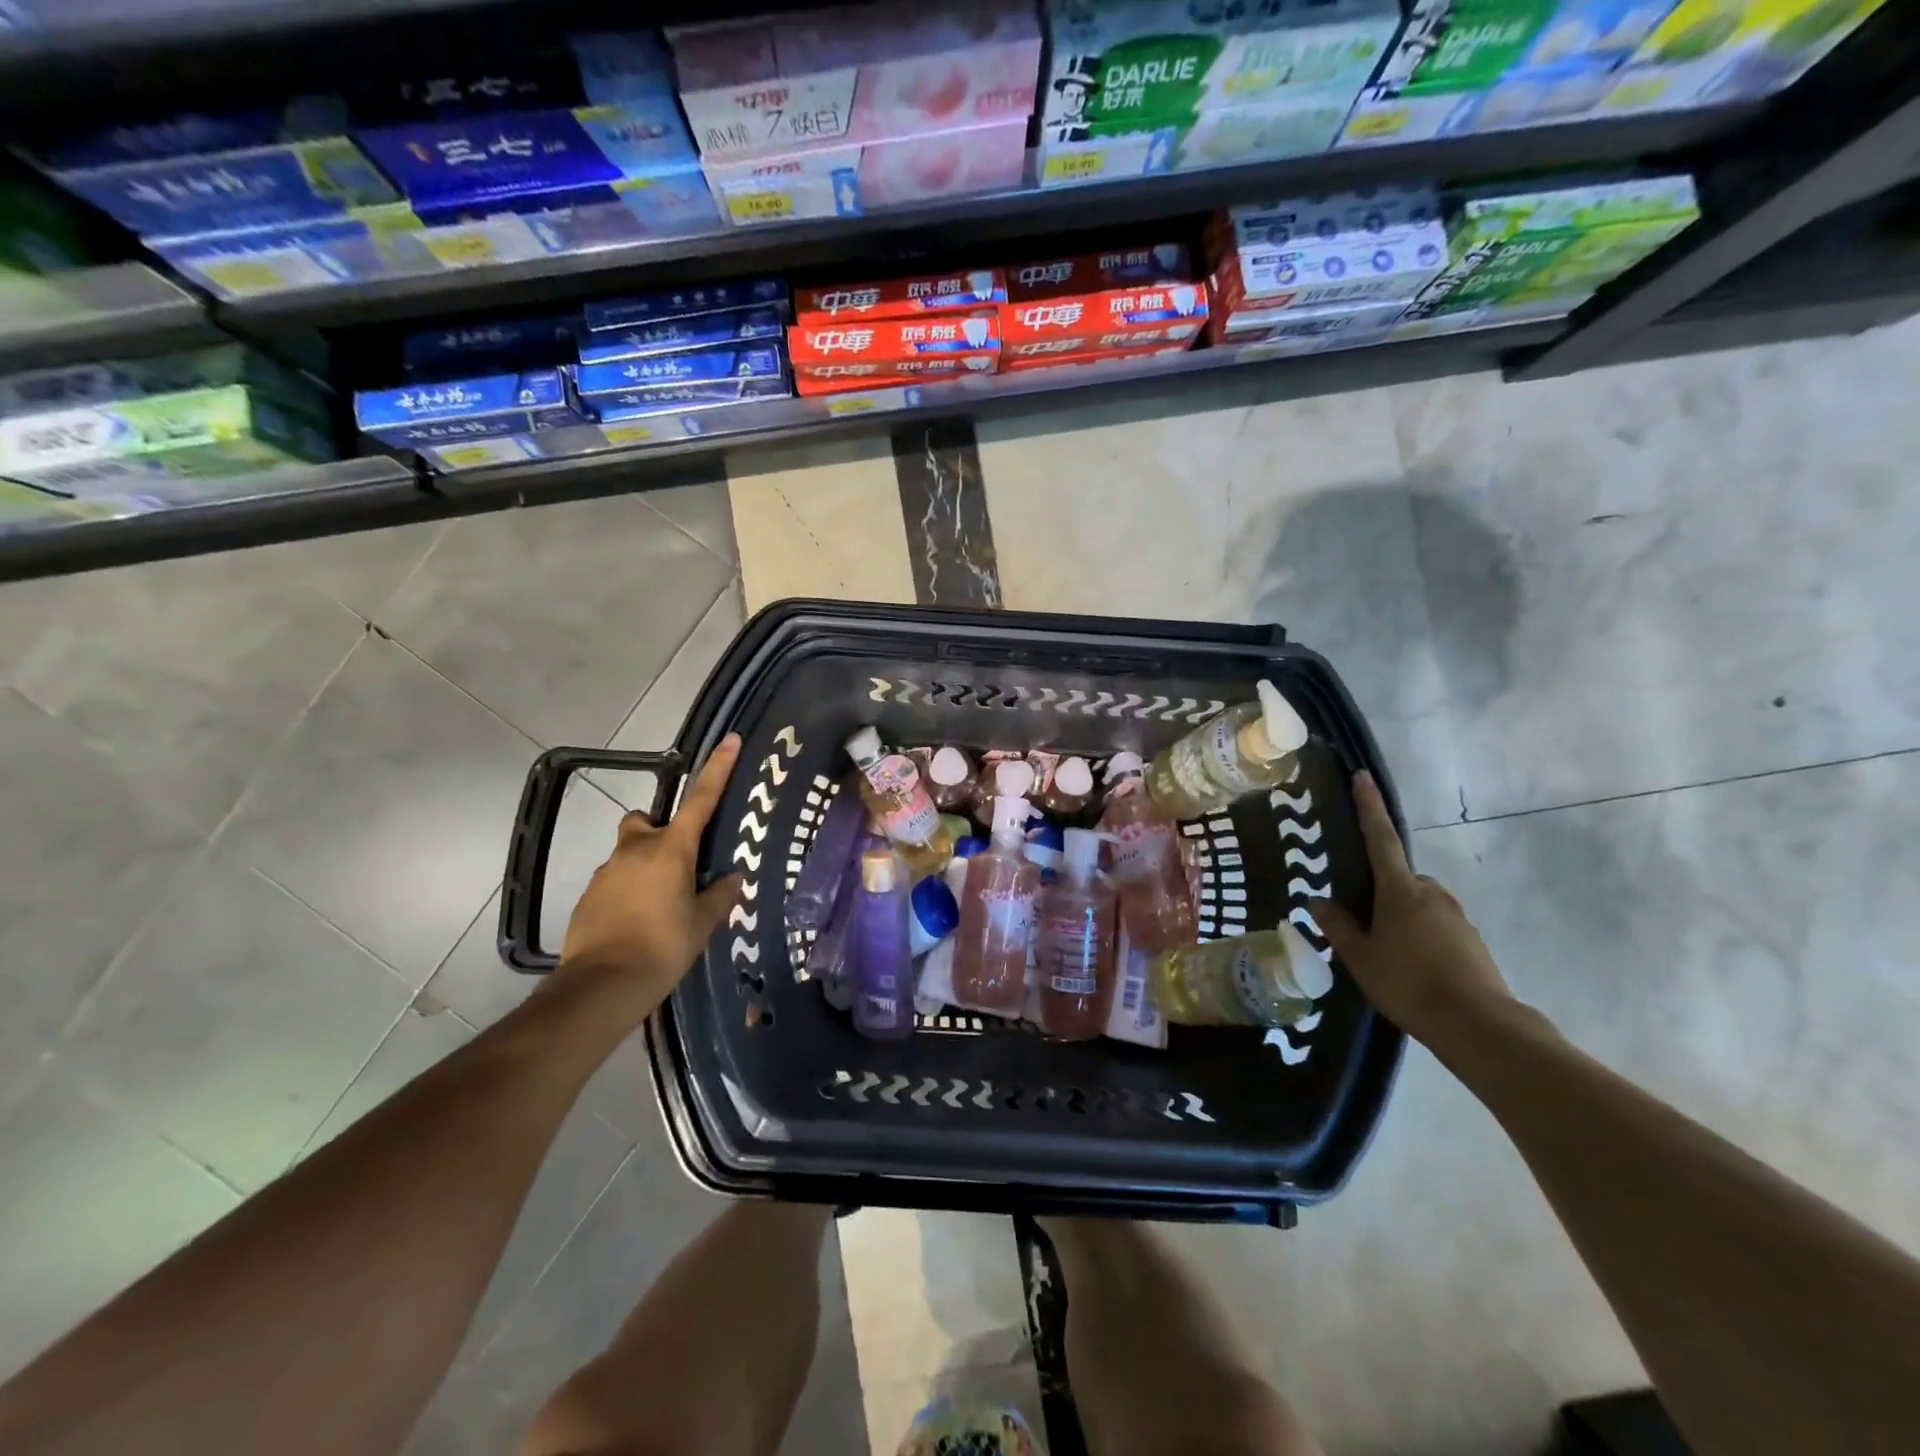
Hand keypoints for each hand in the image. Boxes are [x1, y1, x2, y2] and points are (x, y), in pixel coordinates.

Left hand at [555, 734, 743, 1011]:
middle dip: (660, 833)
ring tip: (659, 906)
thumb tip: (732, 877)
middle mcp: (636, 849)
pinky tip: (637, 924)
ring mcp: (607, 871)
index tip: (730, 740)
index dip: (718, 769)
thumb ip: (720, 894)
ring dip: (644, 867)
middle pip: (646, 822)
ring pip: (628, 853)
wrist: (603, 984)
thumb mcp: (703, 922)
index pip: (701, 800)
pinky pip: (615, 881)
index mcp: (672, 849)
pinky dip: (627, 892)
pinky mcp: (589, 895)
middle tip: (678, 865)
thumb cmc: (664, 946)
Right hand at [1317, 770, 1513, 1046]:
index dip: (1369, 807)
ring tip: (1386, 954)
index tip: (1363, 777)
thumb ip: (1338, 926)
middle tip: (1362, 922)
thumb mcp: (1360, 957)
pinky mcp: (1471, 940)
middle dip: (1381, 892)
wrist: (1479, 1026)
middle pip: (1400, 878)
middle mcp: (1432, 893)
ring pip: (1418, 903)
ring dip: (1401, 917)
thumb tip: (1318, 901)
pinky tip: (1412, 968)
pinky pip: (1436, 925)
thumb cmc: (1409, 984)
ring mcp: (1456, 916)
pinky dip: (1421, 936)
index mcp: (1401, 891)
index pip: (1380, 838)